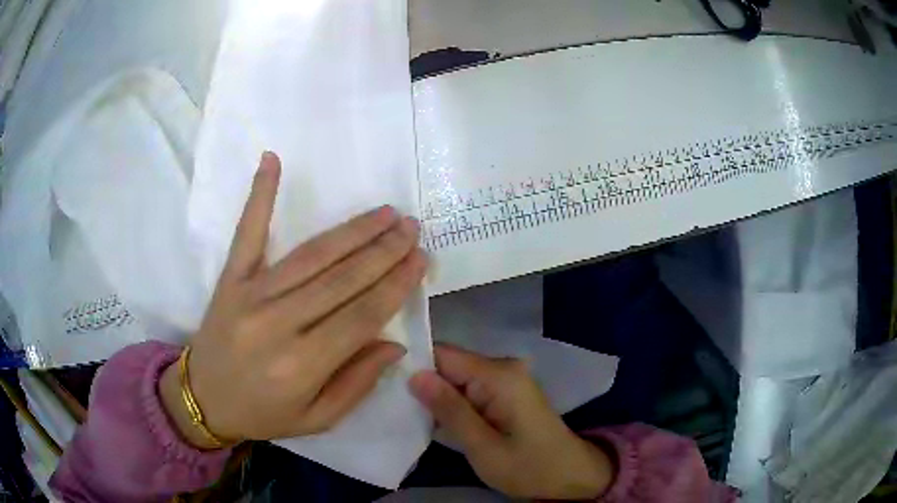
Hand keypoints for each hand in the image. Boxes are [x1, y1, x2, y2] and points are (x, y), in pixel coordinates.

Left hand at [160, 152, 426, 447]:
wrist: (203, 399)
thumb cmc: (263, 413)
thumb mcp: (317, 419)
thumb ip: (356, 384)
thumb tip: (394, 344)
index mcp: (302, 365)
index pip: (362, 317)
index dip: (396, 286)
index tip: (420, 260)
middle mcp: (278, 324)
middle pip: (342, 280)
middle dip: (384, 251)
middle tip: (411, 227)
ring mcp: (250, 295)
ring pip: (311, 255)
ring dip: (352, 231)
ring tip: (384, 212)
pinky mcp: (230, 278)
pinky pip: (248, 232)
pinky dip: (260, 195)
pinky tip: (272, 160)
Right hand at [410, 345, 613, 499]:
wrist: (570, 477)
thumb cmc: (529, 468)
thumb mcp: (484, 448)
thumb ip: (450, 411)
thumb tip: (414, 375)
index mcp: (499, 376)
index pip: (443, 354)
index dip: (413, 364)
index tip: (382, 380)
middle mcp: (503, 368)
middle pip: (448, 364)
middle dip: (421, 383)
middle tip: (390, 404)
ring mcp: (505, 379)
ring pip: (455, 377)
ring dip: (434, 395)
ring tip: (403, 412)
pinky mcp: (505, 392)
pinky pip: (468, 388)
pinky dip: (450, 403)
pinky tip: (432, 418)